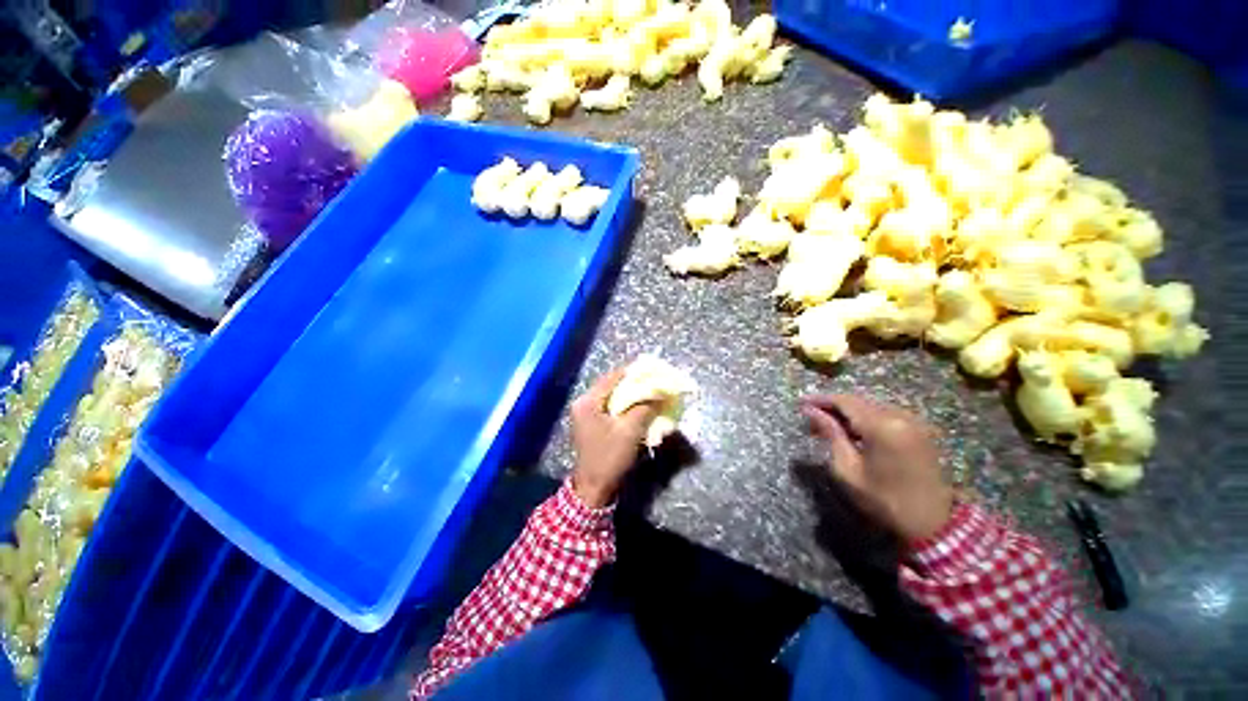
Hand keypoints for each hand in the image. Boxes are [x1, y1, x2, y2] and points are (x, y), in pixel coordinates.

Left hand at [570, 369, 657, 507]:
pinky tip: (640, 407)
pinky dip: (626, 406)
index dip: (634, 372)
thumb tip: (660, 393)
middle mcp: (584, 403)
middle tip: (654, 382)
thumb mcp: (630, 430)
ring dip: (631, 395)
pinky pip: (611, 408)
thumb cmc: (609, 457)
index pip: (613, 377)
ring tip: (650, 393)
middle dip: (634, 384)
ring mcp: (587, 414)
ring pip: (613, 397)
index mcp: (587, 401)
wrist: (594, 488)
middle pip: (612, 386)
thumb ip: (645, 408)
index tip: (654, 371)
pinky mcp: (593, 423)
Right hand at [800, 394, 953, 545]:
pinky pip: (886, 413)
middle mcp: (900, 416)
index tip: (801, 403)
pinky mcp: (920, 429)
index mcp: (882, 427)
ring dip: (849, 411)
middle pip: (859, 400)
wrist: (932, 524)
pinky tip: (854, 430)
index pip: (844, 401)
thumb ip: (831, 434)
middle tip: (812, 417)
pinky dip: (866, 417)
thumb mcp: (848, 470)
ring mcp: (914, 421)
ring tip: (829, 425)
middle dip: (833, 406)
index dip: (820, 399)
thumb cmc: (883, 500)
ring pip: (872, 405)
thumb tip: (811, 411)